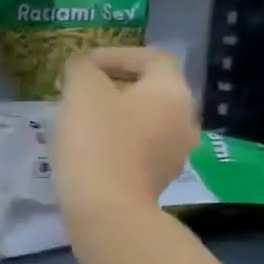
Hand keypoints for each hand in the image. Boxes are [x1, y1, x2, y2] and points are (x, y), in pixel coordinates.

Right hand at [53, 47, 198, 239]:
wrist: (107, 209)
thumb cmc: (97, 141)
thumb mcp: (82, 92)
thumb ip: (82, 69)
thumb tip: (82, 65)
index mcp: (171, 91)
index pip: (151, 58)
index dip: (116, 54)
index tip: (83, 63)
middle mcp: (184, 119)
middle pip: (150, 90)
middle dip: (115, 85)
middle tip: (79, 90)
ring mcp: (175, 153)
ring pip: (145, 120)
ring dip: (116, 114)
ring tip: (82, 119)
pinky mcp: (158, 179)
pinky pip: (140, 147)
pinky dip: (119, 140)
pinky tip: (91, 148)